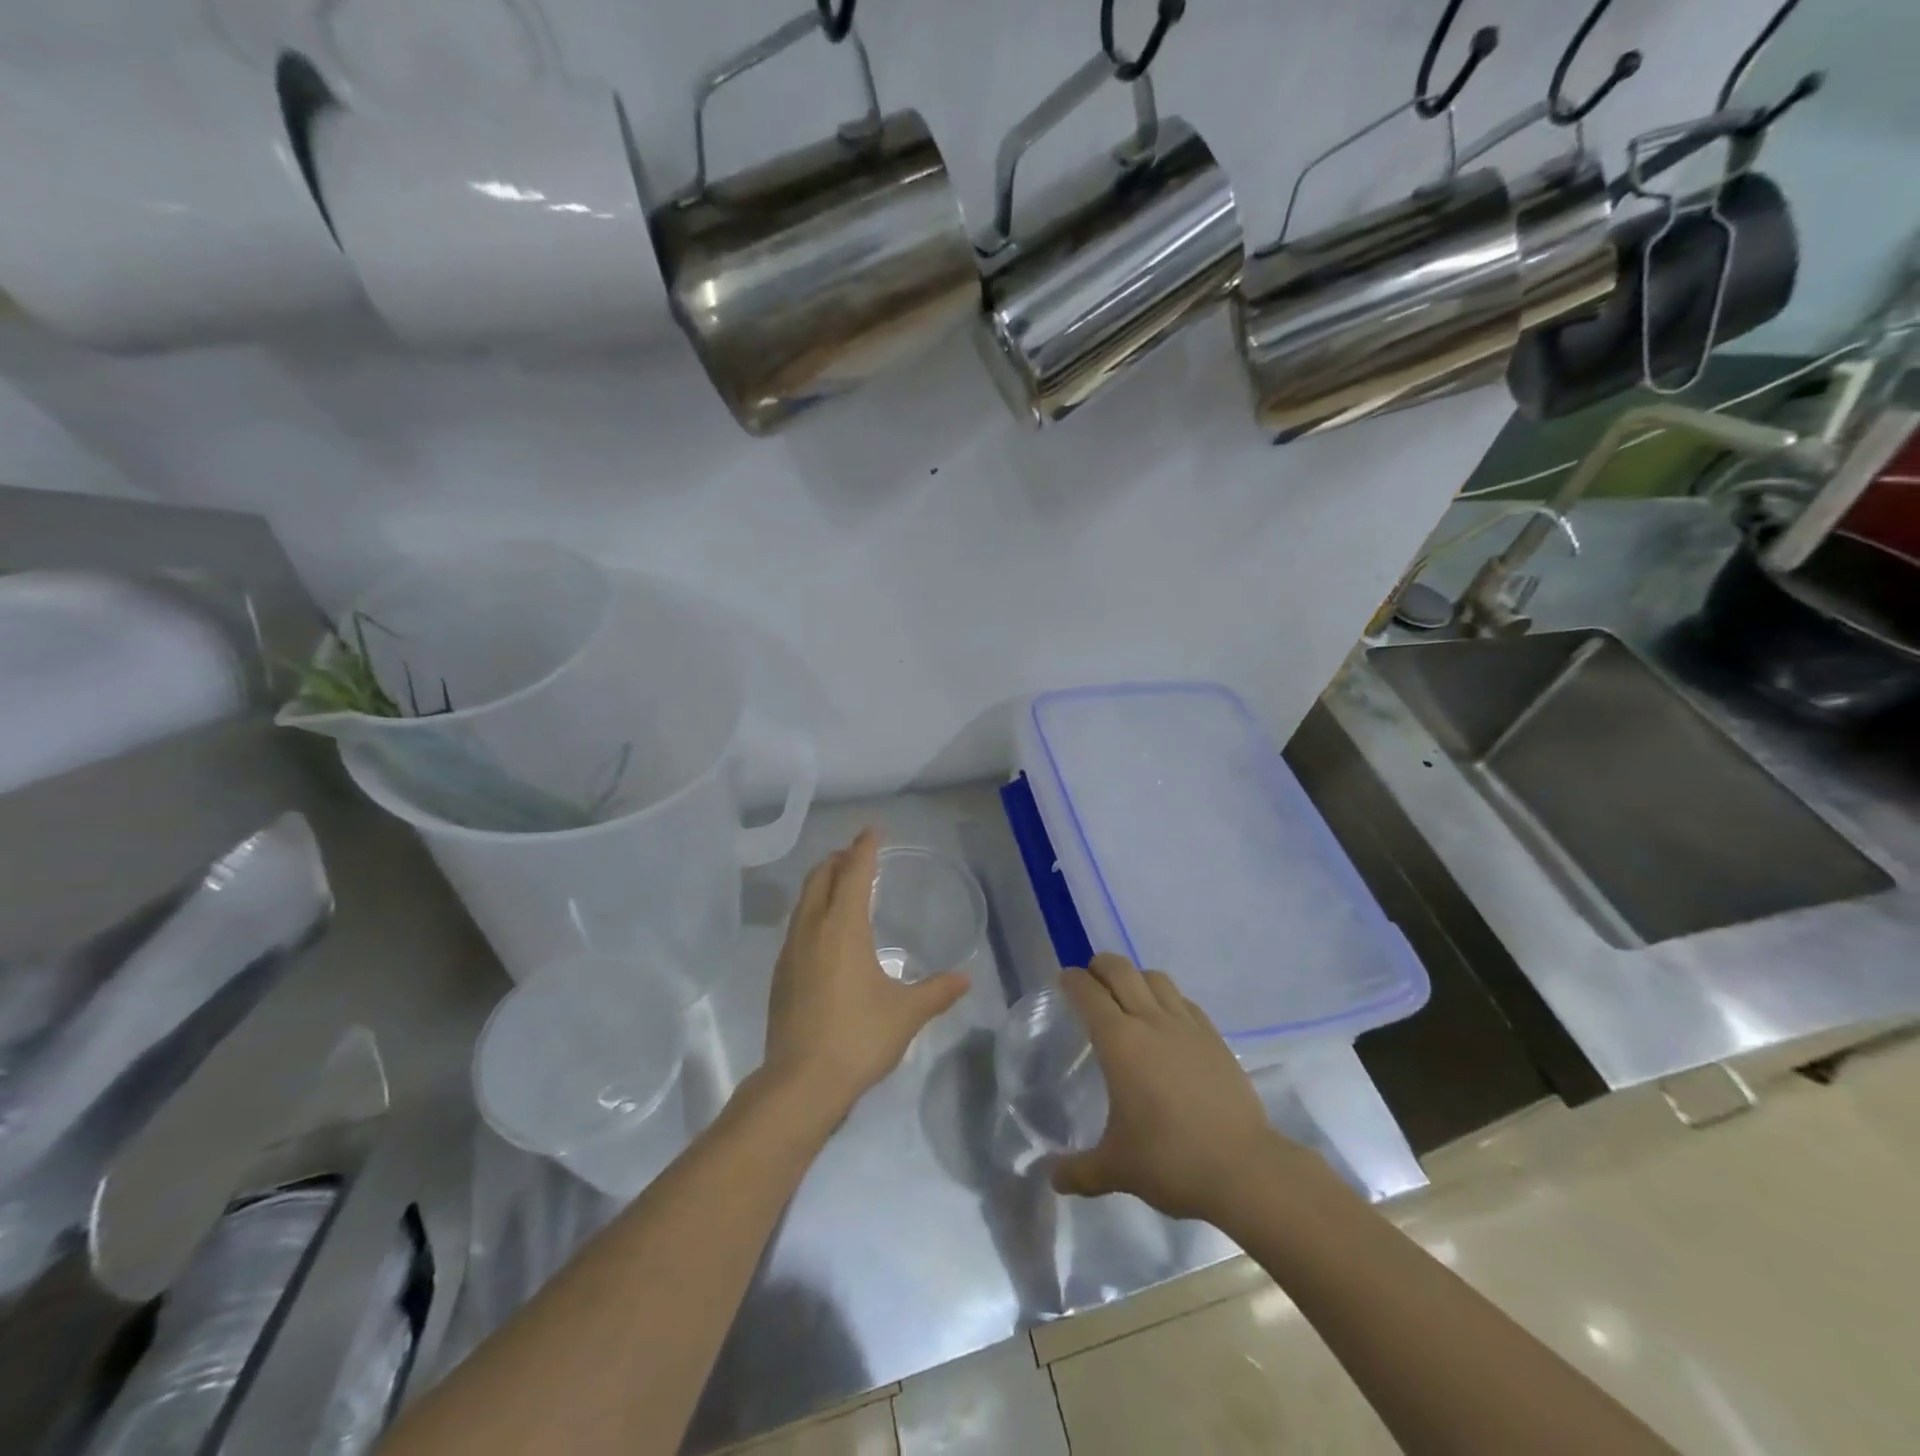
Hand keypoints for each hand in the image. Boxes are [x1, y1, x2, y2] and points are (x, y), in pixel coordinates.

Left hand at [762, 829, 969, 1119]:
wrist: (800, 1083)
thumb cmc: (858, 1038)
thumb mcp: (906, 1013)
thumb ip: (937, 992)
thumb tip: (965, 980)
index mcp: (843, 928)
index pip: (854, 873)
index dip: (864, 848)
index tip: (872, 830)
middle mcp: (812, 929)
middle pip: (820, 878)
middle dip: (838, 859)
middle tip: (857, 854)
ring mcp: (790, 951)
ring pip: (804, 901)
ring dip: (822, 883)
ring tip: (840, 884)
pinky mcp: (780, 974)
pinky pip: (796, 925)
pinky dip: (812, 910)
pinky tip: (824, 932)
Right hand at [1052, 955, 1289, 1223]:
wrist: (1244, 1169)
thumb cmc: (1171, 1161)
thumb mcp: (1116, 1169)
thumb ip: (1079, 1171)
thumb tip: (1051, 1178)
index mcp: (1120, 1042)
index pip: (1088, 993)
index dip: (1072, 981)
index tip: (1063, 981)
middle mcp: (1151, 1021)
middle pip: (1121, 970)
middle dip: (1100, 966)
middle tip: (1090, 981)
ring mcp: (1187, 1026)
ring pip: (1156, 978)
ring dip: (1136, 977)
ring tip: (1128, 996)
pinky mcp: (1214, 1038)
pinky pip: (1184, 1001)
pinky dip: (1167, 999)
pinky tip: (1167, 1022)